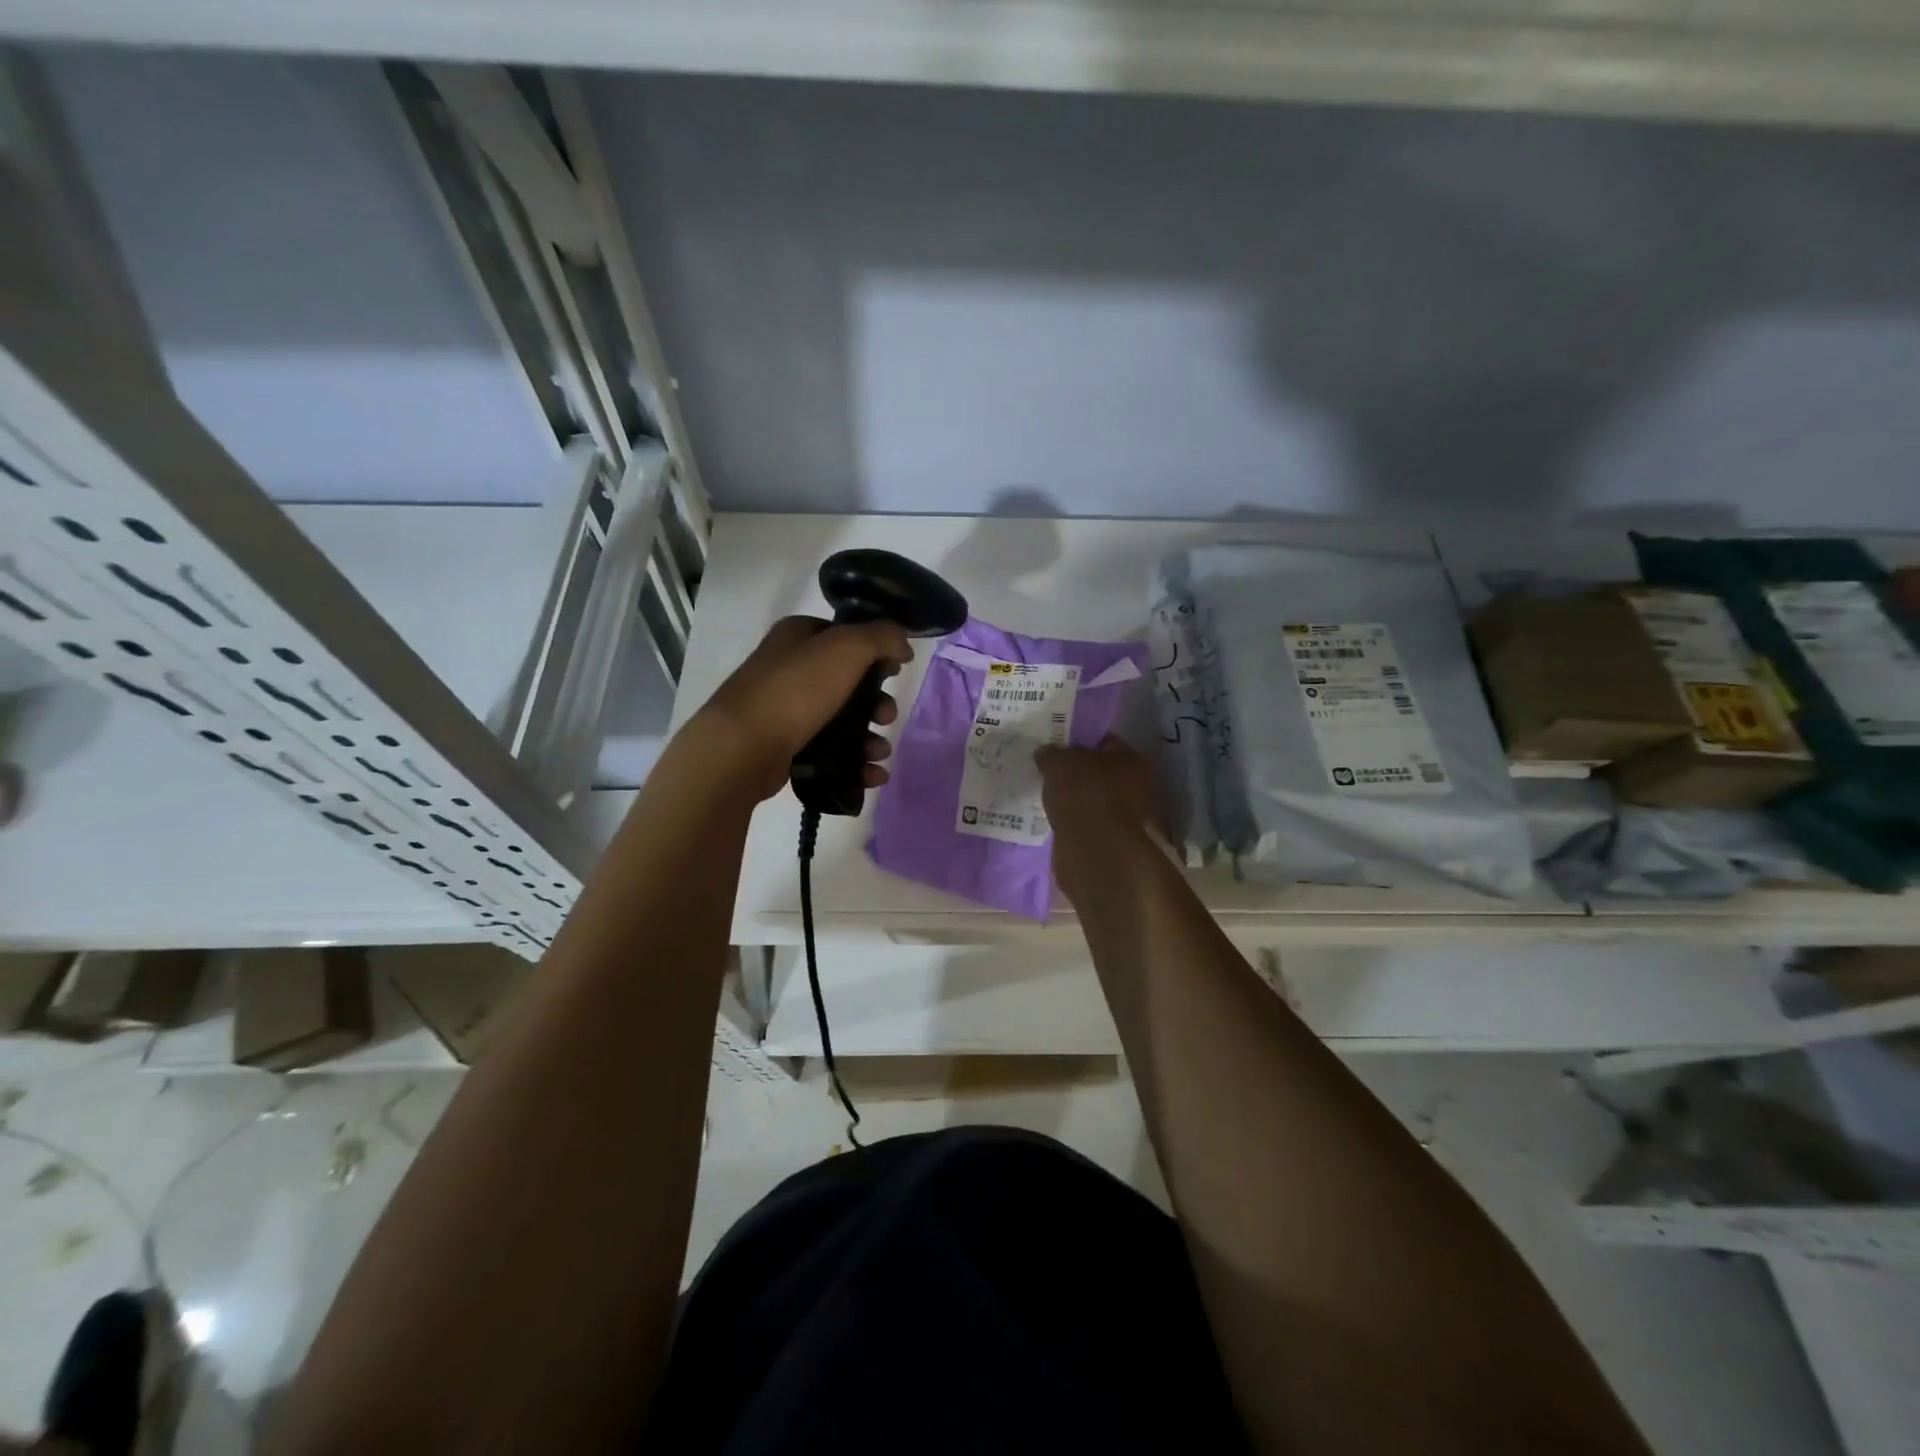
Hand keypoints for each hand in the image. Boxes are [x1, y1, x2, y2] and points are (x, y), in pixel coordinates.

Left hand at [688, 615, 911, 800]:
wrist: (743, 747)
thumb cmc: (796, 690)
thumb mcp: (846, 648)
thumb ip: (881, 638)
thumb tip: (903, 643)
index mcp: (798, 637)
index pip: (844, 636)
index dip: (875, 651)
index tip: (896, 670)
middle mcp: (789, 669)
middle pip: (849, 683)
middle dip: (877, 703)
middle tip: (886, 717)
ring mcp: (786, 710)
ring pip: (842, 722)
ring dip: (870, 738)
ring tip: (879, 754)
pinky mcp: (786, 747)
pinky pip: (830, 753)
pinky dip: (855, 764)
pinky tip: (873, 776)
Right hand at [1036, 736, 1157, 843]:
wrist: (1092, 849)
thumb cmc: (1082, 793)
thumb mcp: (1058, 762)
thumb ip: (1051, 753)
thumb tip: (1046, 753)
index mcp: (1129, 758)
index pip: (1103, 740)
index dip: (1078, 739)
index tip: (1056, 743)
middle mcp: (1133, 784)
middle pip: (1098, 770)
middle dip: (1075, 770)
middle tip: (1047, 768)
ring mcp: (1123, 813)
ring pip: (1091, 796)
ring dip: (1073, 796)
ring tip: (1046, 792)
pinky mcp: (1109, 837)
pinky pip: (1085, 819)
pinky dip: (1072, 817)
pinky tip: (1053, 814)